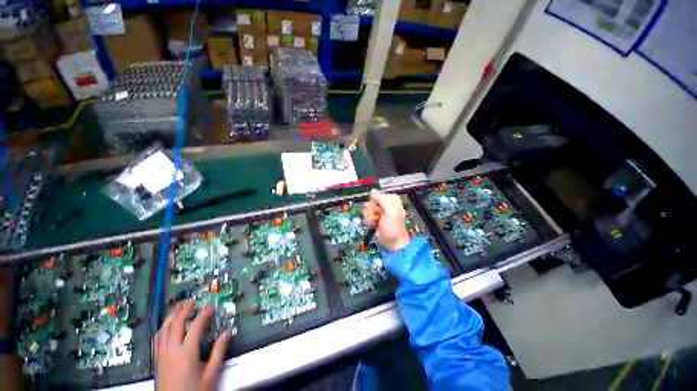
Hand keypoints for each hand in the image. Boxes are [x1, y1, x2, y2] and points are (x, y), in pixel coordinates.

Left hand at [155, 300, 231, 390]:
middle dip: (184, 310)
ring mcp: (161, 355)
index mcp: (187, 352)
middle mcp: (171, 351)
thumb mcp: (211, 373)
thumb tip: (228, 332)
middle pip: (176, 324)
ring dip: (171, 316)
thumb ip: (219, 351)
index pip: (196, 326)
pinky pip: (158, 339)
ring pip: (163, 330)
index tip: (211, 304)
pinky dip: (163, 328)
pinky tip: (166, 326)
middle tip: (192, 300)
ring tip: (178, 307)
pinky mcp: (157, 361)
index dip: (204, 313)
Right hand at [363, 190, 410, 252]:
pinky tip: (374, 225)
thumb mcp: (390, 211)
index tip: (380, 210)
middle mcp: (385, 203)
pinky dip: (369, 221)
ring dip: (370, 218)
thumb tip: (372, 191)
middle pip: (370, 202)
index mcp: (391, 199)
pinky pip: (366, 215)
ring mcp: (379, 211)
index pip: (376, 195)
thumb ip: (382, 199)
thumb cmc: (393, 227)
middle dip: (372, 211)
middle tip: (379, 217)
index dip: (376, 203)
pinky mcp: (374, 217)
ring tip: (376, 223)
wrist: (392, 242)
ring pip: (366, 209)